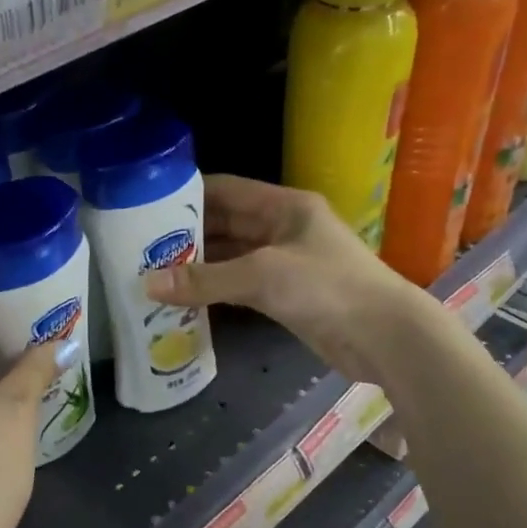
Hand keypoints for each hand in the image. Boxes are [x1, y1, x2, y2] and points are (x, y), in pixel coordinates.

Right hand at [146, 175, 428, 382]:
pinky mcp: (287, 295)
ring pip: (232, 257)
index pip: (227, 189)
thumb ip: (205, 279)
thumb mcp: (262, 275)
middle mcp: (283, 228)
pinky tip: (184, 299)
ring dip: (198, 266)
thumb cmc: (328, 288)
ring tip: (153, 273)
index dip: (188, 194)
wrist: (386, 337)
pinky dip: (215, 290)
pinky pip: (241, 286)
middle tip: (141, 246)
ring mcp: (286, 263)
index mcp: (284, 206)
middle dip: (187, 234)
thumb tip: (147, 284)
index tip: (146, 204)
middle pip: (226, 224)